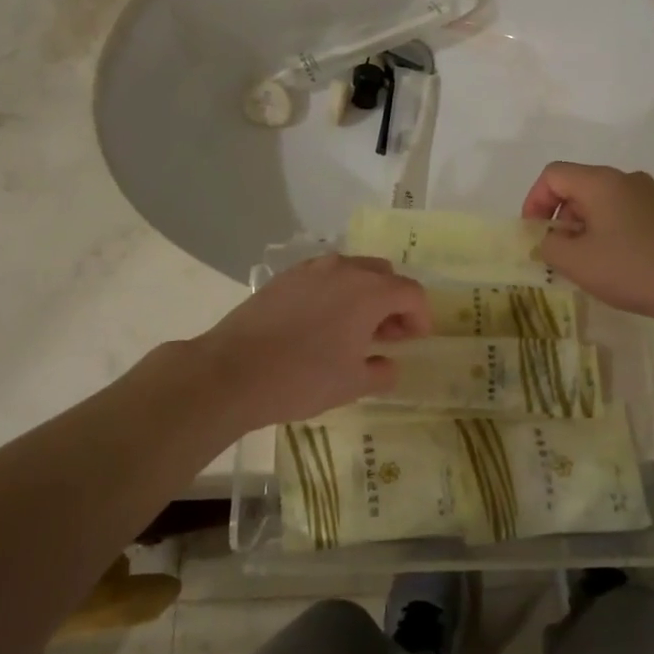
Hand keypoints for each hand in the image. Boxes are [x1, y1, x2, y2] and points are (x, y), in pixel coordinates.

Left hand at [196, 255, 430, 427]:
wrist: (233, 371)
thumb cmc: (302, 378)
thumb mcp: (352, 384)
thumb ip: (382, 371)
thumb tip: (389, 364)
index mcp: (369, 291)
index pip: (411, 292)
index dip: (420, 316)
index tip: (415, 341)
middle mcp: (344, 269)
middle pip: (383, 275)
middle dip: (393, 302)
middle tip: (387, 335)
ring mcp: (311, 269)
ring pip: (352, 271)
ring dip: (363, 294)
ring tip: (354, 329)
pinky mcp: (285, 277)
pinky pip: (324, 276)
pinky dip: (335, 292)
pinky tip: (321, 323)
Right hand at [522, 162, 653, 326]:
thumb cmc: (634, 268)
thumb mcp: (577, 262)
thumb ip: (549, 246)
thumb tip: (548, 239)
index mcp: (601, 182)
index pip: (553, 175)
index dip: (534, 201)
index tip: (535, 235)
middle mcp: (626, 179)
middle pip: (578, 187)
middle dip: (560, 218)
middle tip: (559, 255)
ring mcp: (652, 196)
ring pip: (603, 203)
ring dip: (585, 229)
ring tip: (588, 265)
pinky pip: (625, 216)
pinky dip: (610, 234)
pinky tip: (618, 266)